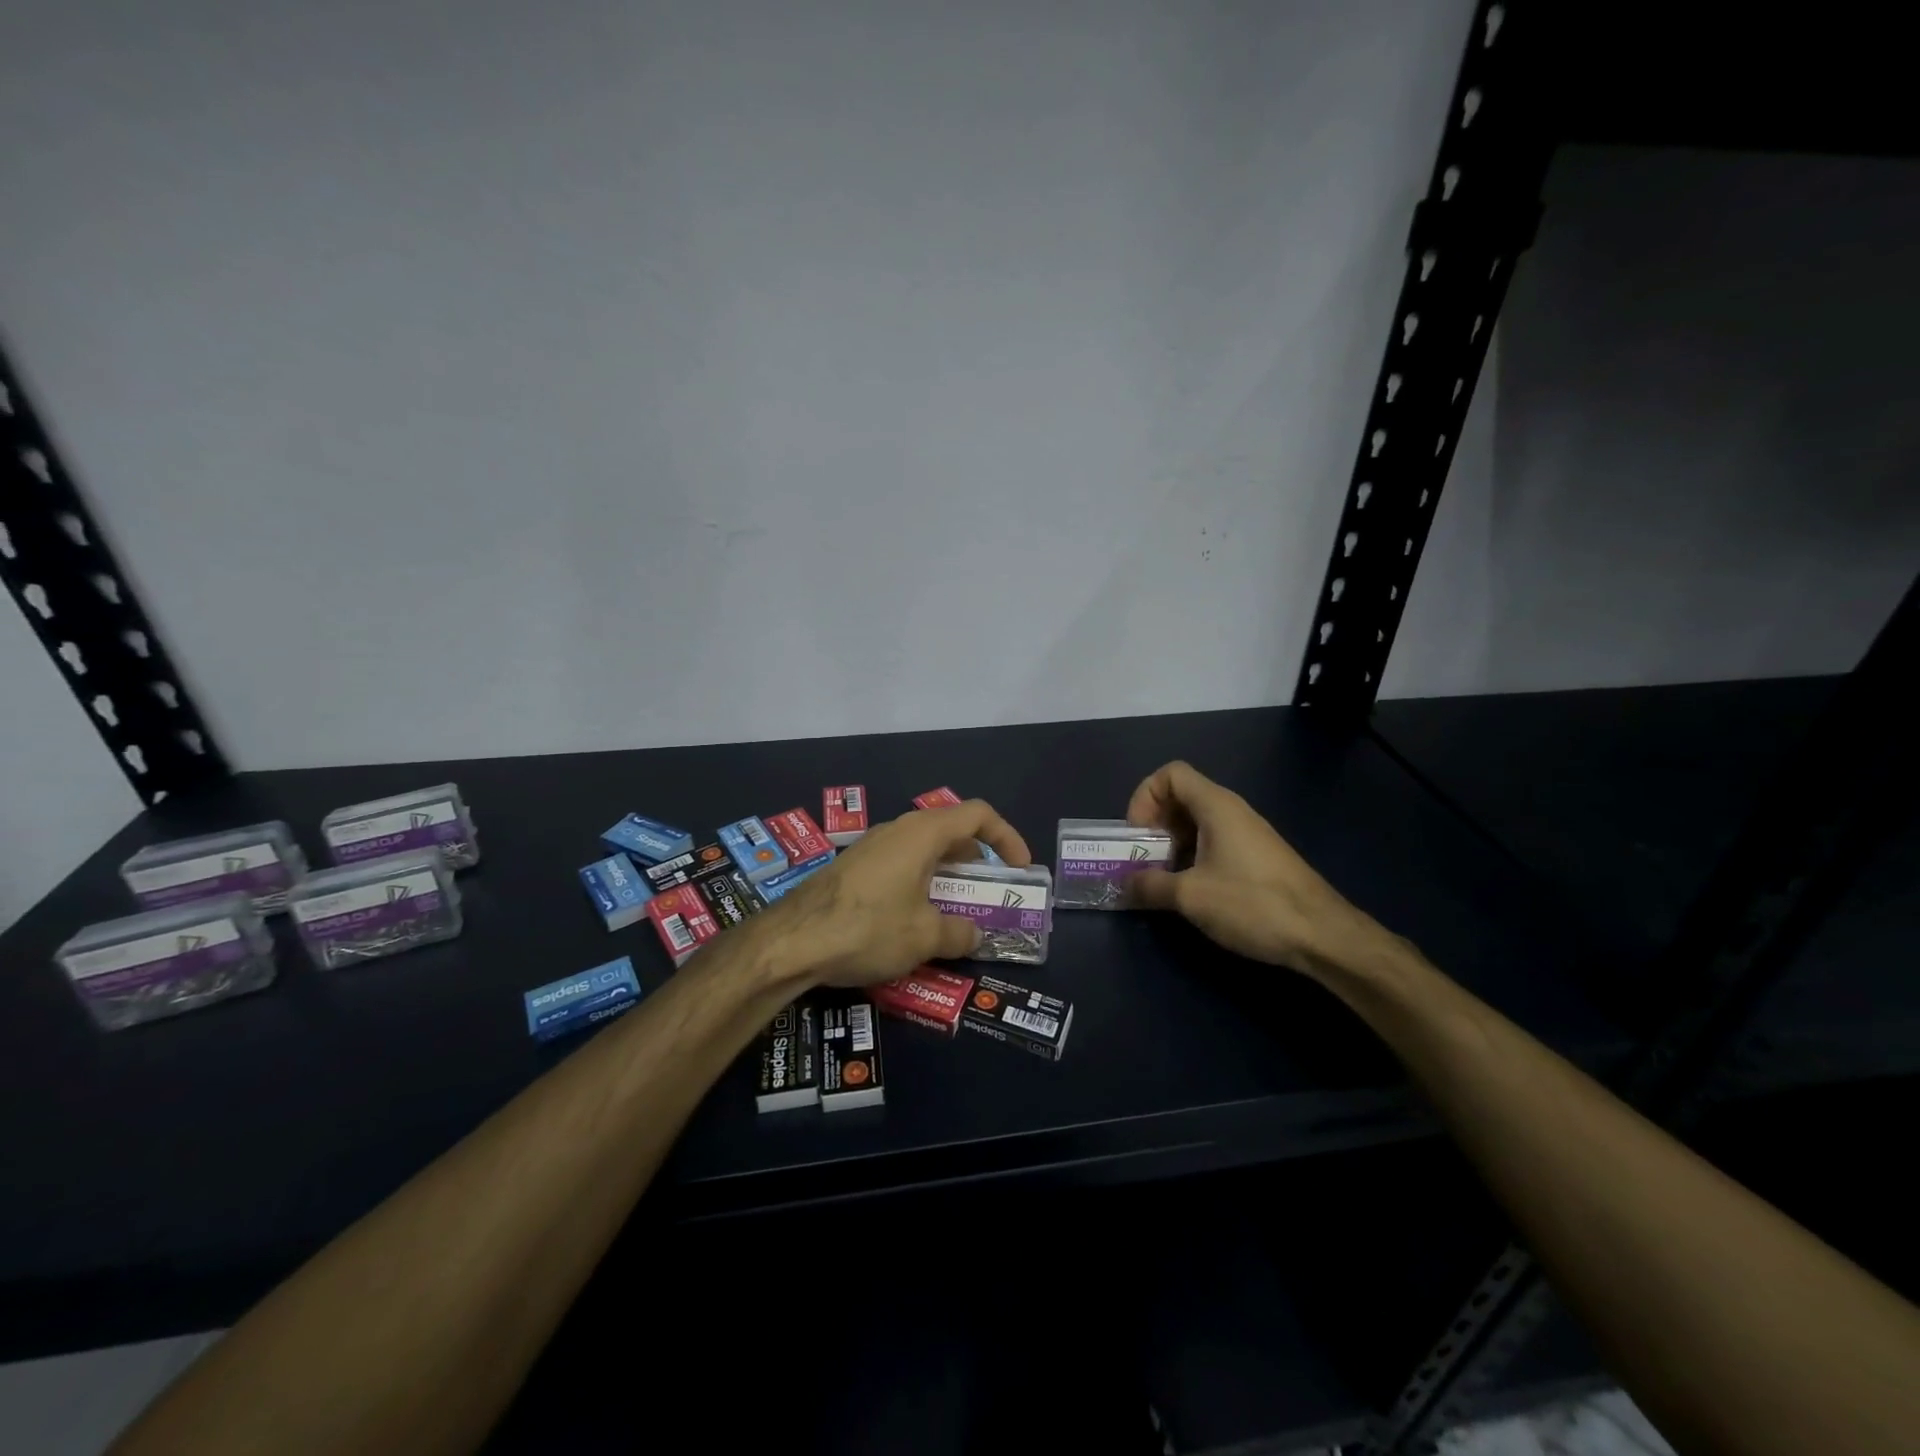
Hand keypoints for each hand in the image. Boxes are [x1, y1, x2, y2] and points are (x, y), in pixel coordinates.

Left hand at [776, 800, 1031, 986]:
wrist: (791, 941)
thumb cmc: (868, 928)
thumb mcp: (924, 937)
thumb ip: (959, 933)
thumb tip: (974, 934)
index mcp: (923, 833)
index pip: (978, 814)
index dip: (1006, 837)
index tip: (1019, 869)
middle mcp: (898, 830)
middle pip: (951, 830)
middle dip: (977, 860)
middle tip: (988, 892)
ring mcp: (872, 846)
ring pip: (923, 849)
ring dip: (947, 874)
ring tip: (955, 910)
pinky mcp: (854, 867)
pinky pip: (900, 864)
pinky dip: (920, 882)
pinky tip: (914, 919)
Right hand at [1126, 761, 1386, 975]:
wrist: (1322, 935)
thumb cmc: (1252, 904)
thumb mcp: (1190, 896)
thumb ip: (1150, 885)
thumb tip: (1124, 884)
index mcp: (1215, 806)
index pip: (1170, 774)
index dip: (1145, 797)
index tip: (1138, 835)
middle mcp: (1232, 810)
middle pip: (1181, 797)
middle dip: (1154, 824)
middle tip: (1144, 859)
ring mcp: (1247, 833)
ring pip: (1197, 822)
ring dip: (1172, 844)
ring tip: (1162, 878)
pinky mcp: (1256, 857)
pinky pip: (1214, 841)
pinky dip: (1193, 856)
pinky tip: (1191, 890)